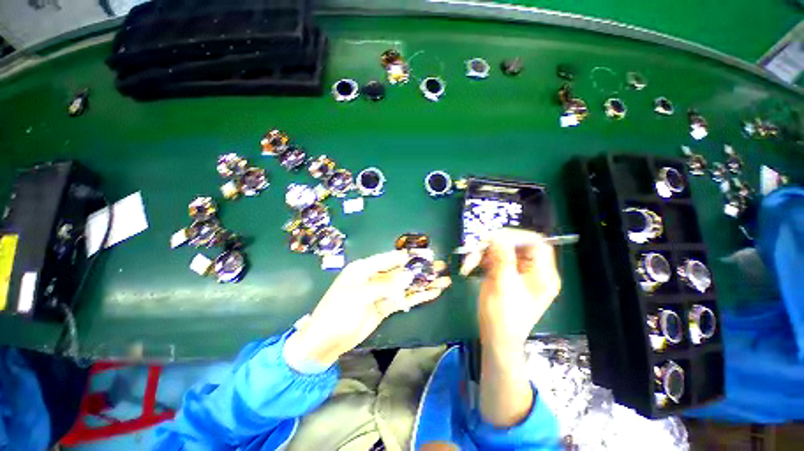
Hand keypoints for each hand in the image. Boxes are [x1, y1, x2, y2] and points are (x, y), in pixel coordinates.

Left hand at [286, 250, 450, 366]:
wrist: (325, 342)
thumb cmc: (337, 313)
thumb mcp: (359, 296)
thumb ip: (385, 285)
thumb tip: (409, 275)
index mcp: (365, 268)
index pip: (391, 258)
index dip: (410, 256)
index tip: (429, 255)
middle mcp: (375, 277)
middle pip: (402, 271)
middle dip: (421, 269)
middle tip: (441, 267)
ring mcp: (381, 292)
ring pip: (406, 285)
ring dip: (423, 283)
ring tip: (443, 281)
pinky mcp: (385, 306)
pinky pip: (404, 299)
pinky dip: (418, 296)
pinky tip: (432, 293)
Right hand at [461, 228, 560, 426]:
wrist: (495, 338)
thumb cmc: (503, 317)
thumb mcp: (503, 285)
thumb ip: (502, 258)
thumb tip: (497, 235)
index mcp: (543, 274)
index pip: (537, 243)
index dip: (517, 236)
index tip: (494, 237)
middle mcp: (533, 270)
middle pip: (516, 245)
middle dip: (493, 245)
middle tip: (476, 248)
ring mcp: (518, 272)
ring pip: (501, 250)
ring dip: (483, 253)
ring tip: (468, 263)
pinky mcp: (505, 274)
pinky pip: (494, 259)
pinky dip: (481, 259)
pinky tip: (470, 266)